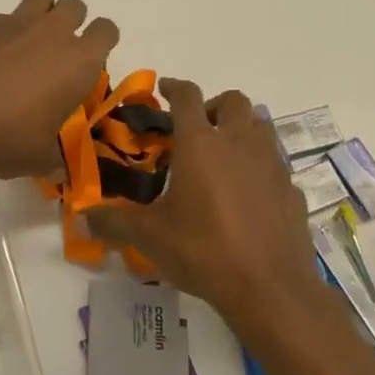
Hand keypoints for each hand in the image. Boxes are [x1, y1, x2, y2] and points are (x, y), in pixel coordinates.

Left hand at [0, 0, 119, 179]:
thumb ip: (52, 157)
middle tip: (56, 53)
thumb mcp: (37, 157)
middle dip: (71, 22)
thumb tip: (56, 167)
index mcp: (77, 61)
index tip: (89, 62)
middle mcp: (50, 32)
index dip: (102, 42)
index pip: (107, 30)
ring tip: (24, 44)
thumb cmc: (6, 137)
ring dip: (39, 14)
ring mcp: (12, 22)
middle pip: (74, 6)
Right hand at [85, 78, 319, 323]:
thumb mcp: (149, 236)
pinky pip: (276, 164)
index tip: (164, 88)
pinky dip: (261, 167)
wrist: (270, 288)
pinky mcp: (292, 189)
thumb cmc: (203, 250)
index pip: (187, 96)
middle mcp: (238, 142)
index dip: (174, 87)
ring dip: (241, 129)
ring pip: (260, 126)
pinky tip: (249, 193)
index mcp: (200, 143)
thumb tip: (81, 217)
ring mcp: (271, 164)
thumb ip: (113, 221)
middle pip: (233, 101)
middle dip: (214, 106)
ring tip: (224, 155)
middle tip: (198, 128)